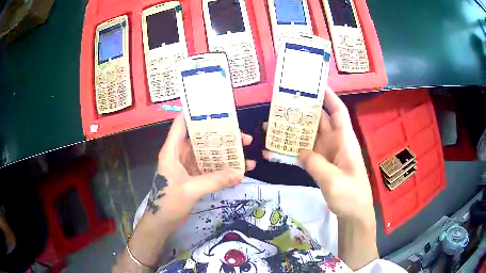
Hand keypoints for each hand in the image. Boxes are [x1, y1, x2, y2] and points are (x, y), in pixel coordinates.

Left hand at [152, 113, 255, 227]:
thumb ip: (215, 180)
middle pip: (202, 139)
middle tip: (243, 138)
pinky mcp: (194, 179)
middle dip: (222, 138)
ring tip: (246, 155)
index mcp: (172, 150)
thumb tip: (241, 173)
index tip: (216, 109)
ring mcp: (188, 167)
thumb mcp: (191, 189)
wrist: (162, 224)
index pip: (182, 124)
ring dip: (226, 156)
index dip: (196, 113)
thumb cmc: (169, 202)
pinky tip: (239, 172)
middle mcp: (180, 155)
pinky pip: (211, 170)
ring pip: (209, 155)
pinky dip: (223, 170)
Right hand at [263, 88, 377, 269]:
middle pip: (320, 120)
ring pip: (310, 136)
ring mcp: (327, 154)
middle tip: (282, 103)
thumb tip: (299, 152)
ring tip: (273, 124)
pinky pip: (305, 153)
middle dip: (304, 110)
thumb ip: (316, 164)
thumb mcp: (334, 181)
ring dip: (294, 130)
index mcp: (344, 141)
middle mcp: (335, 143)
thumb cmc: (351, 195)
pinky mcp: (320, 165)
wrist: (353, 214)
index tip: (314, 85)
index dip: (329, 96)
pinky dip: (292, 151)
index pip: (338, 111)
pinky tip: (275, 151)